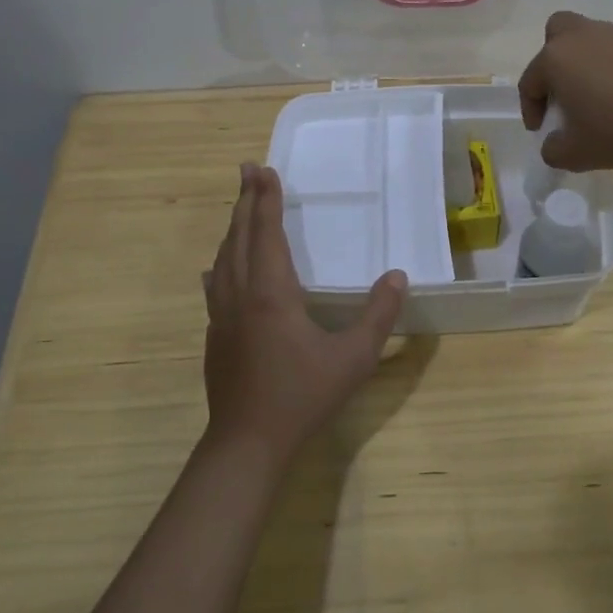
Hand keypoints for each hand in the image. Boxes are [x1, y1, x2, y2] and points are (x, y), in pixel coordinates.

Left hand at [202, 164, 406, 467]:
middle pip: (239, 236)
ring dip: (232, 227)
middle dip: (245, 200)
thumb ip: (378, 315)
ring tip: (240, 208)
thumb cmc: (302, 396)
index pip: (266, 232)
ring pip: (223, 258)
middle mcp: (241, 294)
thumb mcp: (352, 358)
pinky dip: (220, 263)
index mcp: (271, 292)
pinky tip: (216, 268)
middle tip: (247, 169)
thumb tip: (398, 276)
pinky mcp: (215, 335)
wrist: (247, 443)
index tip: (263, 169)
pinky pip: (214, 285)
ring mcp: (222, 315)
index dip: (266, 199)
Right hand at [517, 11, 612, 170]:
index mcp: (556, 59)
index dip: (531, 109)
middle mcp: (583, 37)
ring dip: (589, 64)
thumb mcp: (575, 154)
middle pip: (557, 33)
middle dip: (553, 59)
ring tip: (601, 98)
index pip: (530, 82)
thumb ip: (554, 150)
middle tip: (563, 90)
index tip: (540, 130)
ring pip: (592, 40)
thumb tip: (555, 143)